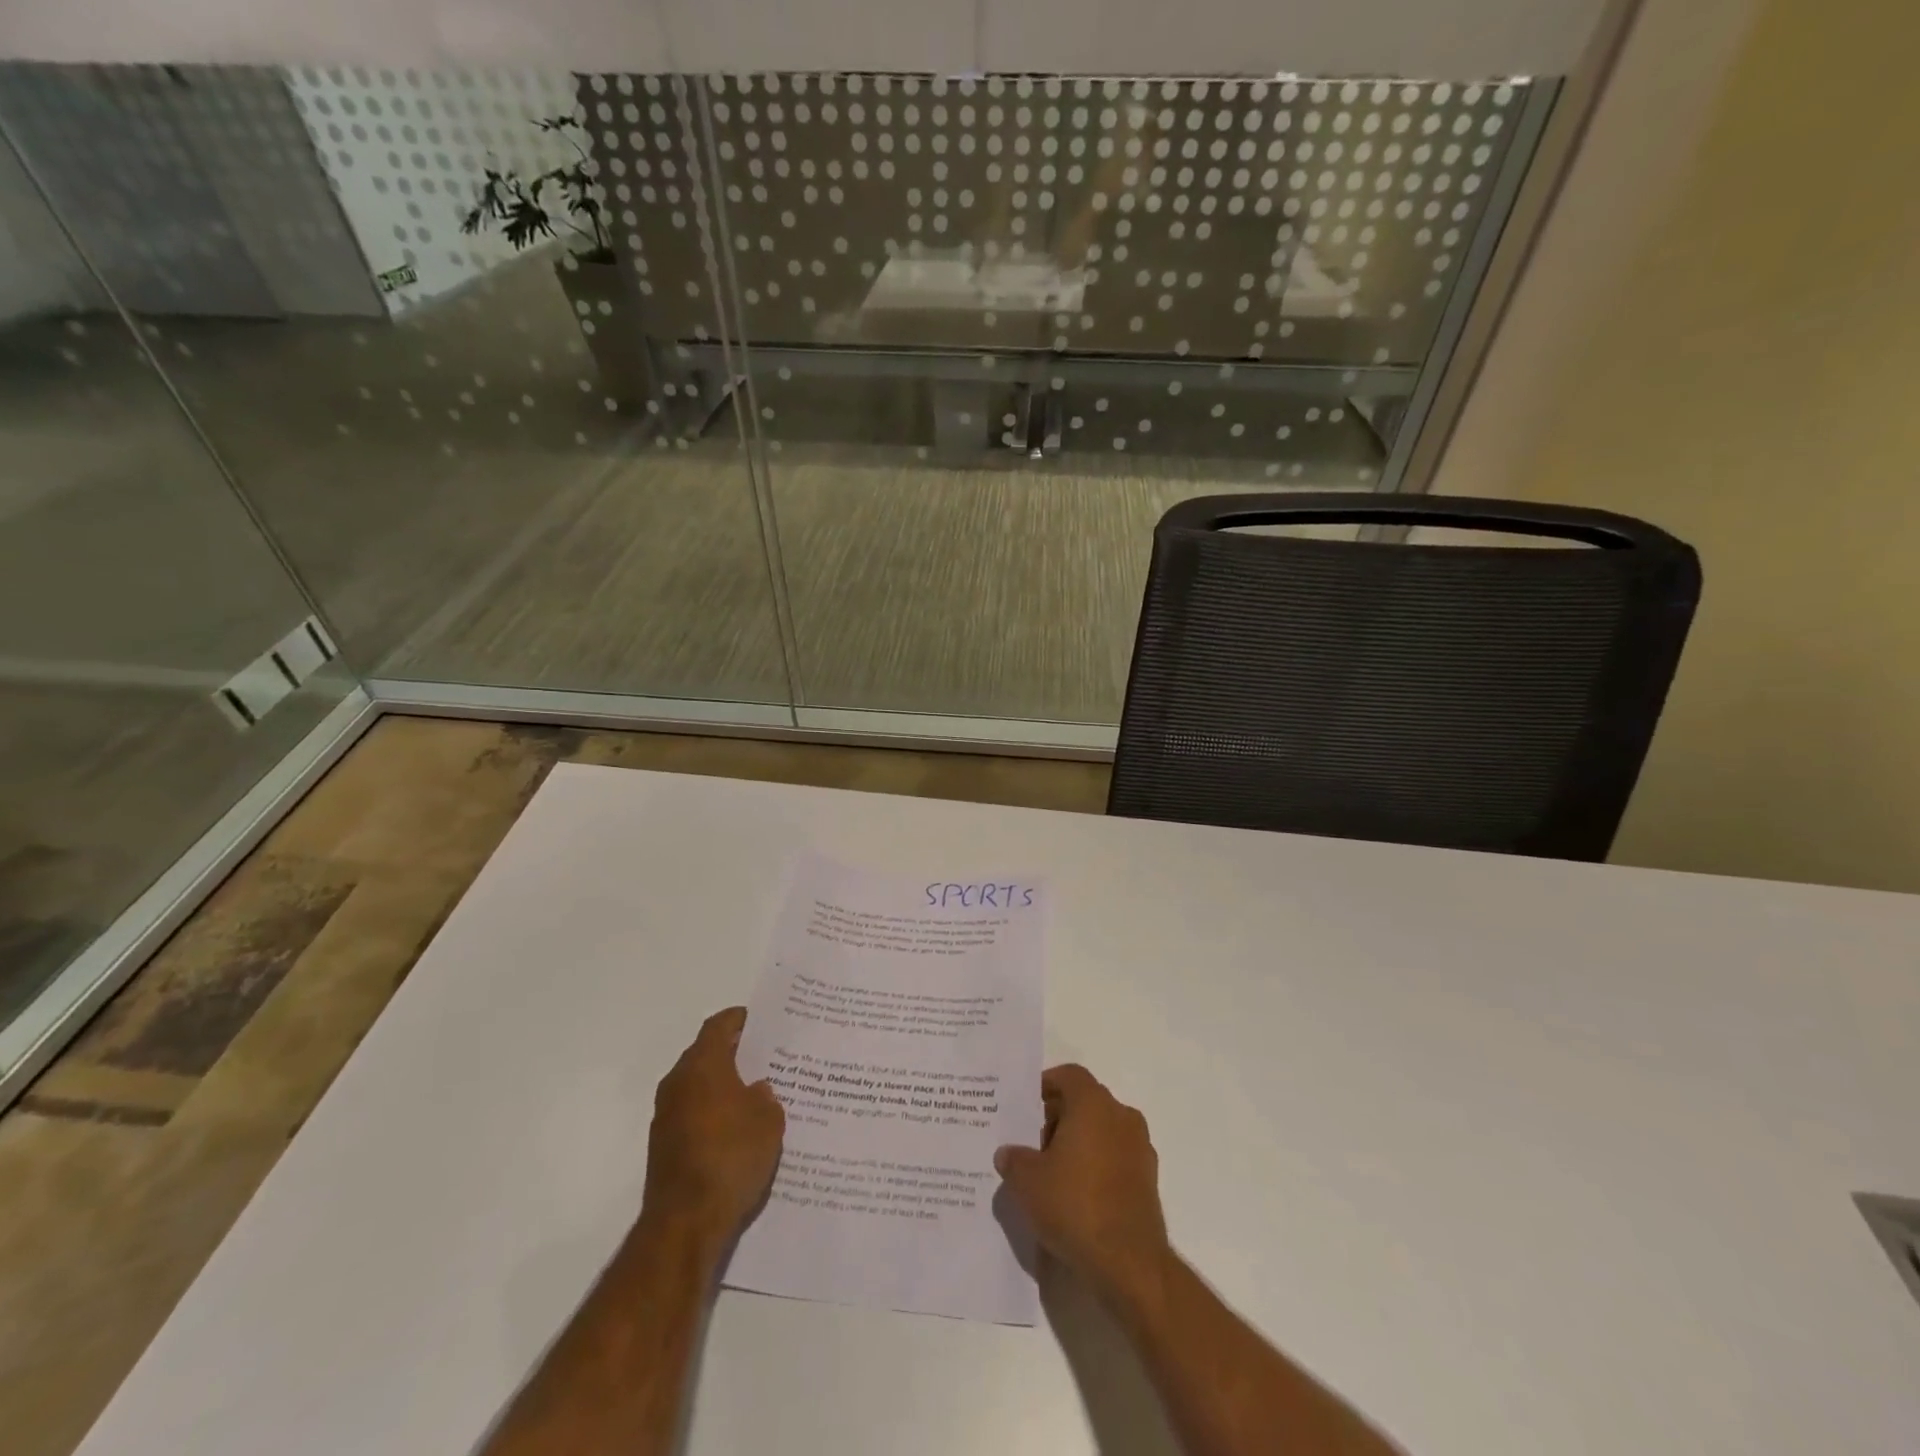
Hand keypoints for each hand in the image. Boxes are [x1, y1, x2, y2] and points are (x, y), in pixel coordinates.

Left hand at [641, 1007, 784, 1250]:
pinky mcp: (664, 1146)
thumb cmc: (731, 1156)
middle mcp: (678, 1082)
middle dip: (735, 1053)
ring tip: (758, 1094)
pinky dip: (714, 1113)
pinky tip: (739, 1129)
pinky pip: (694, 1114)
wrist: (685, 1222)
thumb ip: (766, 1096)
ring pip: (699, 1086)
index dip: (740, 1019)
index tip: (762, 1020)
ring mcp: (666, 1115)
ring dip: (723, 1086)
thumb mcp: (768, 1120)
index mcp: (702, 1064)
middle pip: (707, 1054)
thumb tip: (757, 1090)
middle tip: (767, 1057)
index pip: (719, 1026)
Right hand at [994, 1064, 1171, 1311]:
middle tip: (1035, 1145)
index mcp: (1093, 1104)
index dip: (1047, 1084)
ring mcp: (1140, 1148)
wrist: (1129, 1263)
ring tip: (1054, 1173)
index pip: (1069, 1075)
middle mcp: (1121, 1116)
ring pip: (1103, 1129)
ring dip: (1080, 1142)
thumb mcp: (1027, 1181)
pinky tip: (1079, 1196)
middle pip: (1086, 1101)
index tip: (1028, 1106)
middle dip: (1060, 1117)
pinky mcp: (1149, 1180)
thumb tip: (1008, 1154)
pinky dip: (1098, 1165)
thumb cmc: (1074, 1205)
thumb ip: (1014, 1159)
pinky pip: (1117, 1157)